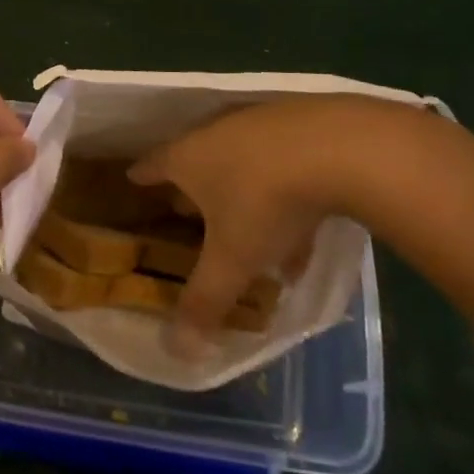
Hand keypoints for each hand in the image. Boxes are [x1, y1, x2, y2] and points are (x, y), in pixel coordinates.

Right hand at [128, 94, 438, 337]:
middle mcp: (215, 133)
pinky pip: (281, 165)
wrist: (340, 147)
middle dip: (192, 188)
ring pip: (241, 164)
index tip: (133, 179)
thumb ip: (206, 301)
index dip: (142, 176)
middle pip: (195, 160)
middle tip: (188, 211)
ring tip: (254, 236)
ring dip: (243, 197)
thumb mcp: (234, 259)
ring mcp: (258, 124)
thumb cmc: (266, 201)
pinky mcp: (300, 123)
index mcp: (187, 158)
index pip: (152, 165)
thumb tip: (177, 350)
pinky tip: (305, 233)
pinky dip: (284, 193)